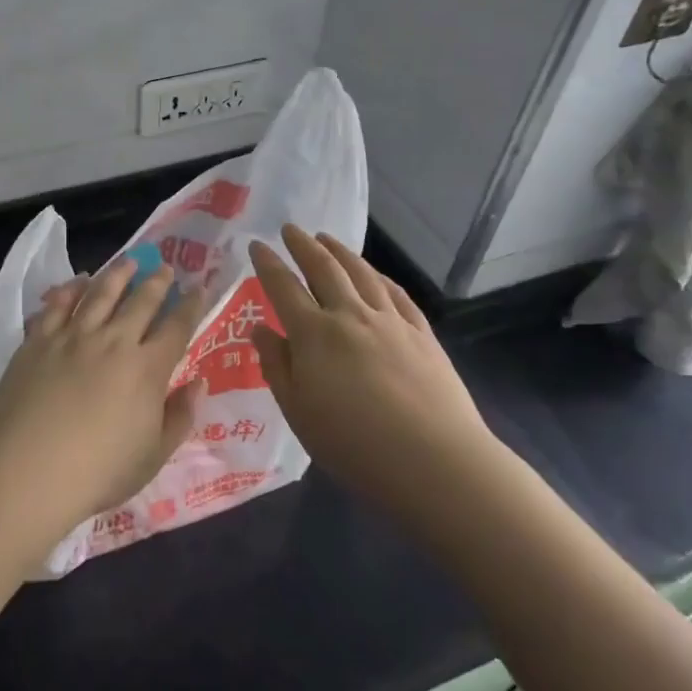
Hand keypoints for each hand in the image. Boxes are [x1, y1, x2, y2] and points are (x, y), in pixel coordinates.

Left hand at [0, 257, 206, 555]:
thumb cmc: (98, 472)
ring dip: (117, 275)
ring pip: (100, 294)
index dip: (191, 306)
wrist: (27, 470)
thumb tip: (198, 382)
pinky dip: (69, 290)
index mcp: (147, 369)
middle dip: (157, 282)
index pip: (177, 328)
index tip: (199, 288)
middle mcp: (113, 342)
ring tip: (128, 262)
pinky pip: (57, 305)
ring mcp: (72, 337)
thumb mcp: (153, 456)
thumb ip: (180, 417)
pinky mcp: (38, 341)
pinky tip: (77, 282)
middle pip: (140, 302)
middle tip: (165, 268)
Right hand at [247, 225, 505, 527]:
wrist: (434, 462)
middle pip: (324, 268)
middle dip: (303, 245)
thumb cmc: (353, 444)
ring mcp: (390, 321)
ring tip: (327, 238)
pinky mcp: (421, 334)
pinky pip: (396, 294)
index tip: (256, 244)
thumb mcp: (298, 412)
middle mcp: (350, 315)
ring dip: (340, 251)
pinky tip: (375, 274)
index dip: (268, 263)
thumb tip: (260, 329)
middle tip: (291, 229)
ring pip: (361, 273)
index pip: (283, 287)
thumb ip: (277, 365)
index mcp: (314, 334)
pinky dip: (379, 277)